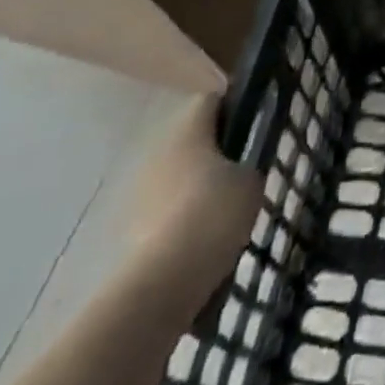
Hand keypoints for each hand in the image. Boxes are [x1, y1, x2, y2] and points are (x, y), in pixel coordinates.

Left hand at [129, 91, 264, 288]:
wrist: (162, 284)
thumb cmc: (213, 214)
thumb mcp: (251, 182)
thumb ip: (248, 166)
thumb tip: (240, 171)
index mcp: (188, 129)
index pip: (212, 101)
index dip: (235, 108)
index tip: (255, 125)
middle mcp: (158, 151)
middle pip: (192, 141)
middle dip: (214, 154)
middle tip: (242, 173)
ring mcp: (139, 192)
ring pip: (176, 179)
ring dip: (196, 189)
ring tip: (224, 214)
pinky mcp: (130, 230)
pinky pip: (165, 214)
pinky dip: (181, 223)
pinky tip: (203, 243)